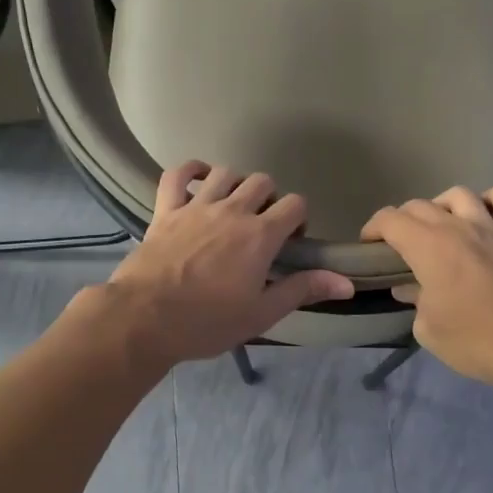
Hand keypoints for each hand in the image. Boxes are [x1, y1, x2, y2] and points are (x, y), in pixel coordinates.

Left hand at [104, 161, 354, 366]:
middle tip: (262, 226)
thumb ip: (303, 289)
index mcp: (260, 235)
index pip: (295, 204)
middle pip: (262, 181)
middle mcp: (232, 210)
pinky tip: (199, 179)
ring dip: (235, 184)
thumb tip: (348, 283)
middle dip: (270, 198)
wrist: (144, 319)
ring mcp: (196, 206)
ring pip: (225, 172)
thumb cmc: (207, 322)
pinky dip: (190, 170)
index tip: (291, 242)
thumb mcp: (262, 313)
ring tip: (233, 206)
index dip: (299, 218)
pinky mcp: (165, 210)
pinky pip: (178, 174)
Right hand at [361, 187, 492, 388]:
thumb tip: (409, 289)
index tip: (368, 246)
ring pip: (460, 195)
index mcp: (428, 247)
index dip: (373, 228)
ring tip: (438, 224)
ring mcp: (491, 229)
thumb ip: (414, 301)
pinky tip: (484, 210)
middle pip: (420, 205)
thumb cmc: (472, 340)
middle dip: (401, 220)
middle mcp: (457, 228)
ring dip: (441, 205)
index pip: (390, 220)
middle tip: (398, 244)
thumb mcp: (427, 329)